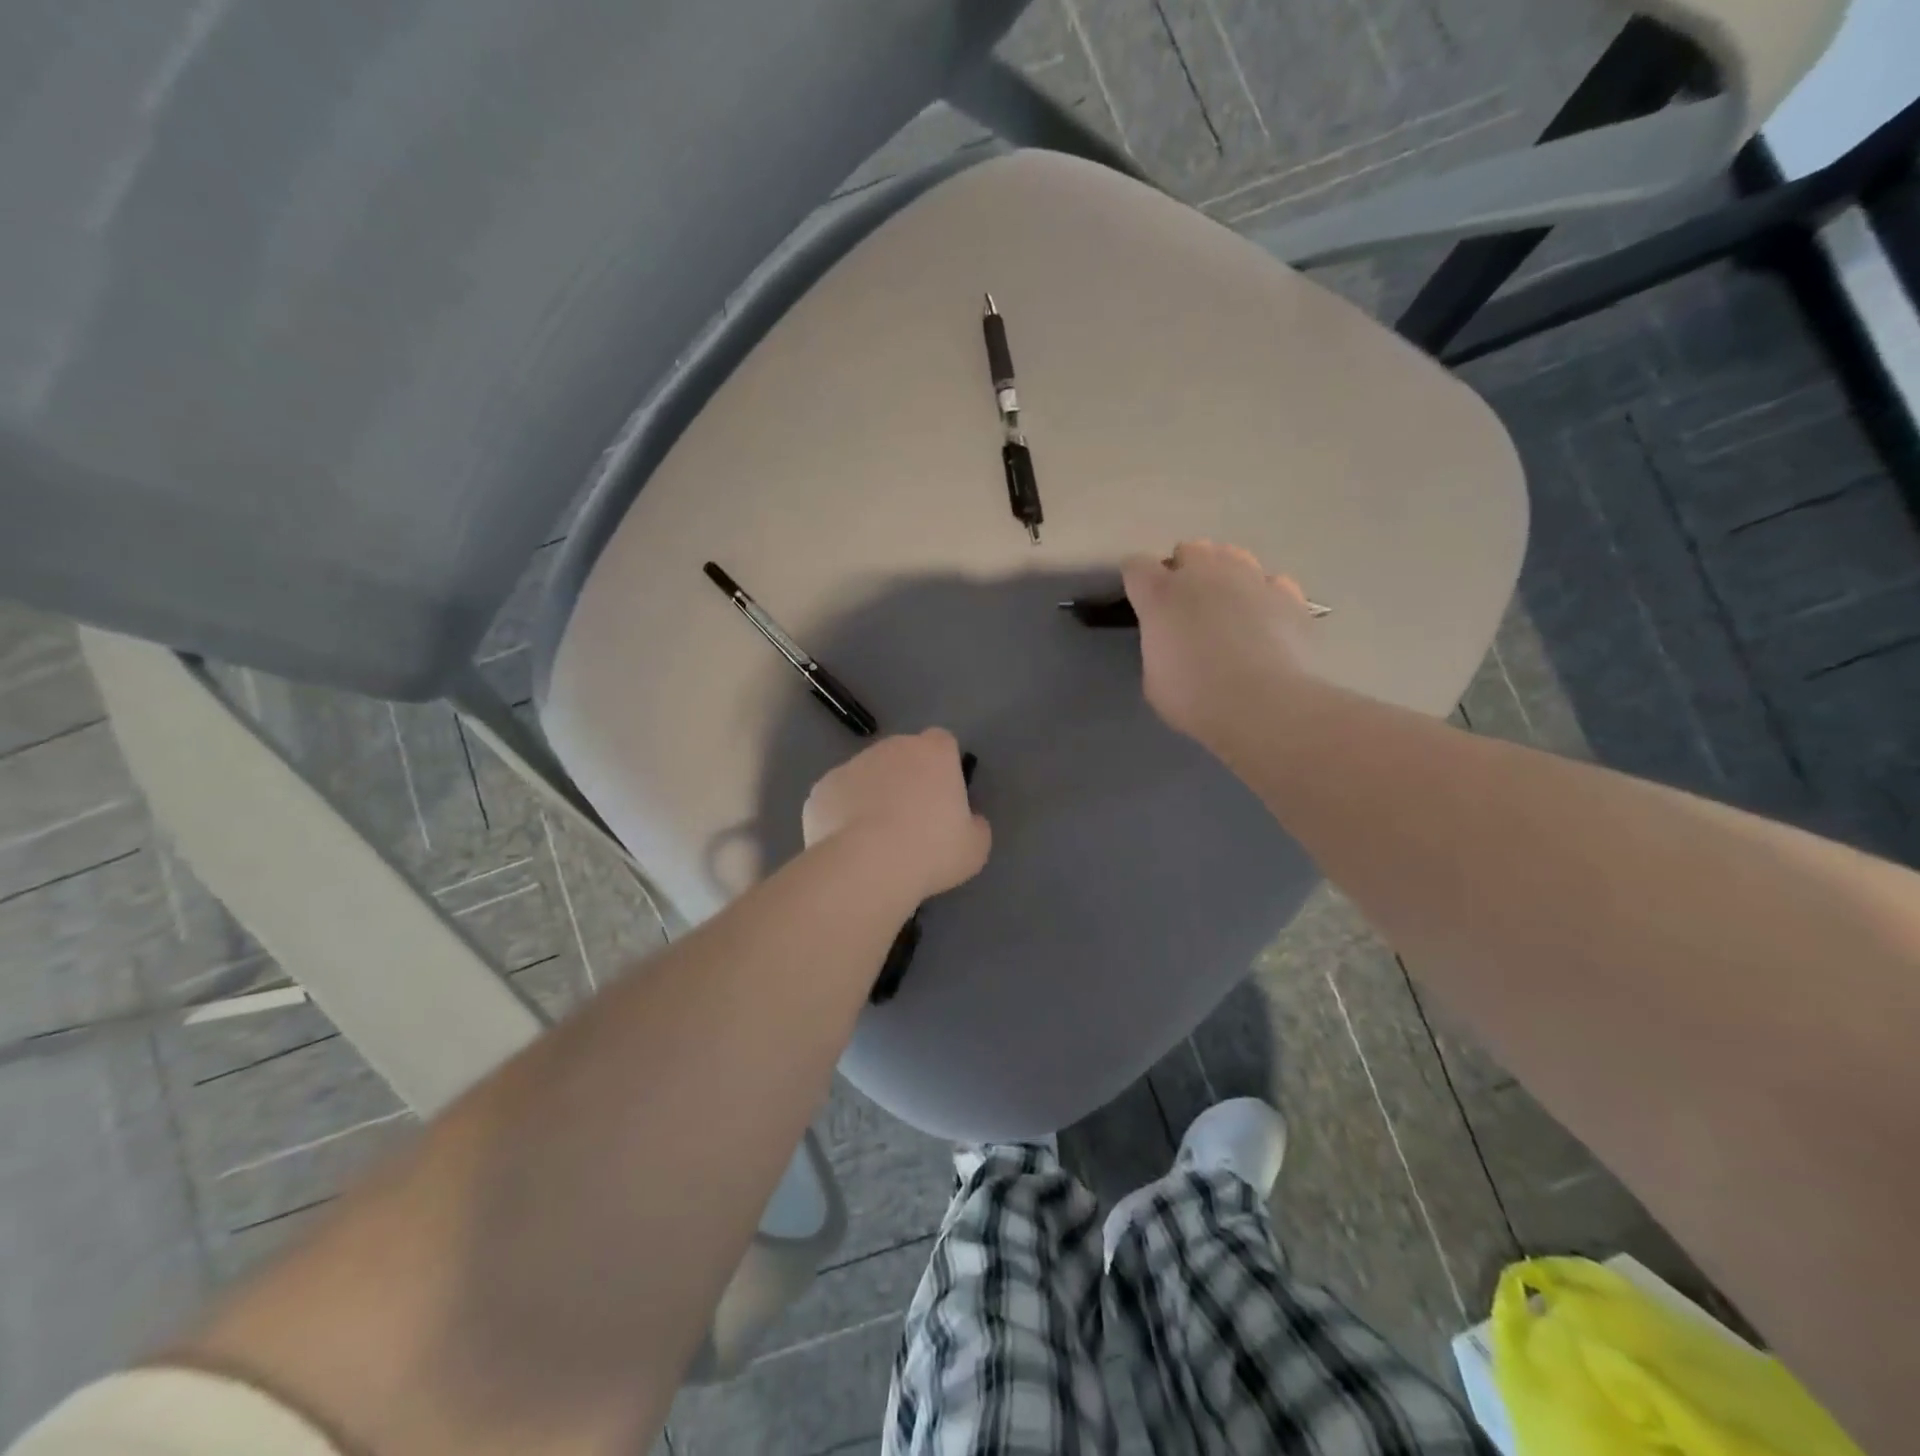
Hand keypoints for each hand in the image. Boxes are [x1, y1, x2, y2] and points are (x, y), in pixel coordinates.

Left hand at [803, 729, 990, 900]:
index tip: (943, 796)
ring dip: (872, 795)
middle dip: (905, 778)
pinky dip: (842, 814)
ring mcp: (851, 765)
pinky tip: (848, 845)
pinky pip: (838, 797)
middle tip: (911, 821)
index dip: (943, 766)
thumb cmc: (931, 851)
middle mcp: (891, 748)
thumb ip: (976, 825)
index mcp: (933, 752)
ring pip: (866, 775)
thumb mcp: (975, 847)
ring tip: (875, 839)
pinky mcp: (821, 788)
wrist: (866, 866)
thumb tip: (969, 821)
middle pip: (902, 755)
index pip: (942, 742)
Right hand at [1122, 540, 1313, 743]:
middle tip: (1188, 606)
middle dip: (1185, 570)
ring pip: (1232, 555)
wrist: (1264, 705)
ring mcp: (1250, 578)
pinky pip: (1270, 582)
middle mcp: (1204, 574)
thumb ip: (1159, 646)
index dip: (1138, 582)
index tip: (1142, 601)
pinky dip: (1264, 596)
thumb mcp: (1155, 679)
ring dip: (1224, 574)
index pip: (1137, 566)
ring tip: (1228, 606)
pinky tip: (1265, 620)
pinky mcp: (1288, 594)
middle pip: (1189, 550)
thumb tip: (1172, 642)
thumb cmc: (1196, 698)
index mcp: (1161, 594)